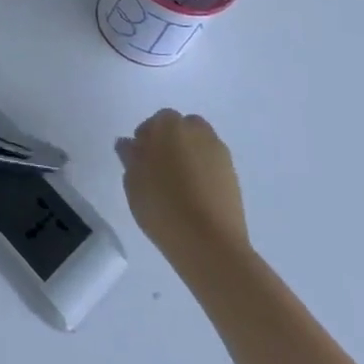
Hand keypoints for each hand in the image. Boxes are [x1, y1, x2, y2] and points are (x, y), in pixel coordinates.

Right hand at [117, 110, 251, 279]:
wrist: (210, 243)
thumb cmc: (162, 205)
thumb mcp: (133, 180)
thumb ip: (130, 156)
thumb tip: (129, 144)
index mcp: (170, 126)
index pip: (157, 121)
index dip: (147, 137)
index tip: (139, 157)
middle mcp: (198, 132)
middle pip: (183, 129)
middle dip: (172, 142)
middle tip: (158, 168)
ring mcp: (220, 155)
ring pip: (200, 147)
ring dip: (189, 157)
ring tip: (176, 186)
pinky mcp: (234, 179)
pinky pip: (213, 167)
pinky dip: (203, 175)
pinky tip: (193, 198)